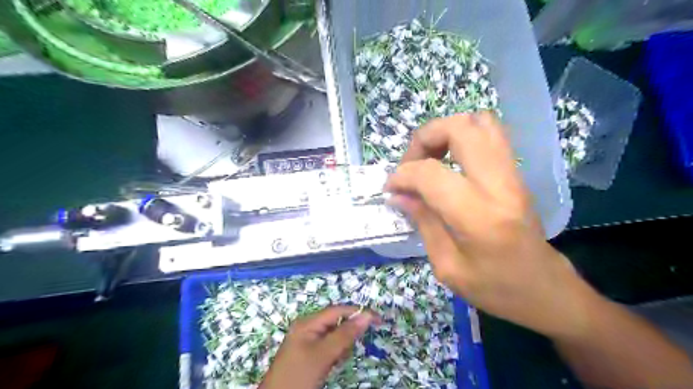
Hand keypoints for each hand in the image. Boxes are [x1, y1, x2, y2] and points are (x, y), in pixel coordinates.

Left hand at [260, 306, 378, 388]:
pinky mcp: (308, 354)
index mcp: (308, 322)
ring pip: (333, 337)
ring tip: (334, 362)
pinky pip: (327, 348)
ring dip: (340, 347)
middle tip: (346, 351)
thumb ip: (345, 334)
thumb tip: (366, 315)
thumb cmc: (299, 375)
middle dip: (346, 334)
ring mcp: (307, 341)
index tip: (377, 320)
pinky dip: (334, 355)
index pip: (337, 310)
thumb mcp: (323, 354)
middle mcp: (307, 327)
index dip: (357, 312)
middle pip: (335, 323)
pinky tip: (330, 366)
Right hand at [387, 111, 591, 337]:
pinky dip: (464, 137)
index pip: (430, 174)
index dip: (402, 175)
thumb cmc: (497, 289)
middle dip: (424, 138)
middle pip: (460, 128)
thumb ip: (423, 223)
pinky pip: (491, 135)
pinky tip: (451, 162)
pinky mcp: (517, 174)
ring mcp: (513, 174)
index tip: (391, 188)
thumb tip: (398, 195)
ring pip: (480, 122)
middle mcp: (499, 185)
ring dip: (446, 132)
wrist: (548, 292)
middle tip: (411, 164)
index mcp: (478, 216)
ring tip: (431, 158)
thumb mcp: (448, 267)